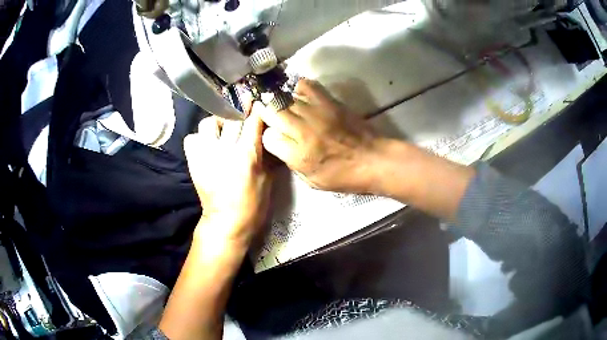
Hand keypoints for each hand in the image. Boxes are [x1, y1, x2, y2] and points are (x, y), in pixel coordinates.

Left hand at [183, 110, 271, 250]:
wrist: (226, 223)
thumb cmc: (253, 204)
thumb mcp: (268, 179)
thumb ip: (266, 153)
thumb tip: (267, 134)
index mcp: (245, 155)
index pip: (252, 120)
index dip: (256, 108)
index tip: (259, 102)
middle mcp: (223, 150)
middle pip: (231, 117)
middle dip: (240, 111)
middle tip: (245, 112)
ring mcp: (205, 155)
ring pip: (208, 123)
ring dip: (218, 123)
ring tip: (224, 131)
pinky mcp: (193, 162)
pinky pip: (192, 138)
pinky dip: (200, 138)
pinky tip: (208, 144)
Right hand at [257, 79, 383, 193]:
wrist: (374, 160)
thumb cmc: (344, 176)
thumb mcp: (312, 180)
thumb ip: (291, 161)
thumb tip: (281, 143)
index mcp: (298, 155)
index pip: (267, 137)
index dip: (269, 138)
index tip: (276, 139)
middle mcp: (303, 131)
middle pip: (272, 112)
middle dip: (267, 114)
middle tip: (272, 118)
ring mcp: (317, 113)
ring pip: (285, 98)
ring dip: (281, 103)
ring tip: (285, 108)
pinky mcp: (330, 102)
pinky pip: (307, 86)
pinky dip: (300, 89)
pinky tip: (302, 97)